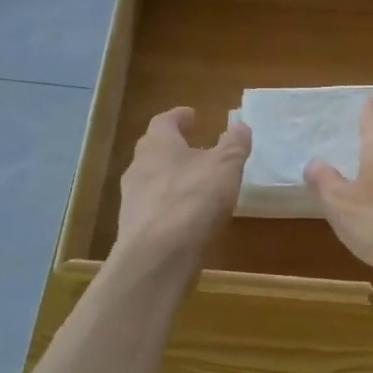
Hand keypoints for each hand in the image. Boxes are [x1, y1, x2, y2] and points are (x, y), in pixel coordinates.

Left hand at [115, 107, 249, 268]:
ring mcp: (133, 199)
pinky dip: (170, 204)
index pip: (164, 121)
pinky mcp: (135, 228)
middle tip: (197, 148)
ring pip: (153, 178)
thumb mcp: (225, 167)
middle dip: (175, 146)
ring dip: (172, 176)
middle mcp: (139, 167)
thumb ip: (234, 144)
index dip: (179, 117)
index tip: (193, 116)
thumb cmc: (192, 200)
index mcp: (158, 145)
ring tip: (197, 183)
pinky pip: (154, 206)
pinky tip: (188, 215)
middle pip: (154, 149)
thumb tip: (240, 125)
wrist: (157, 257)